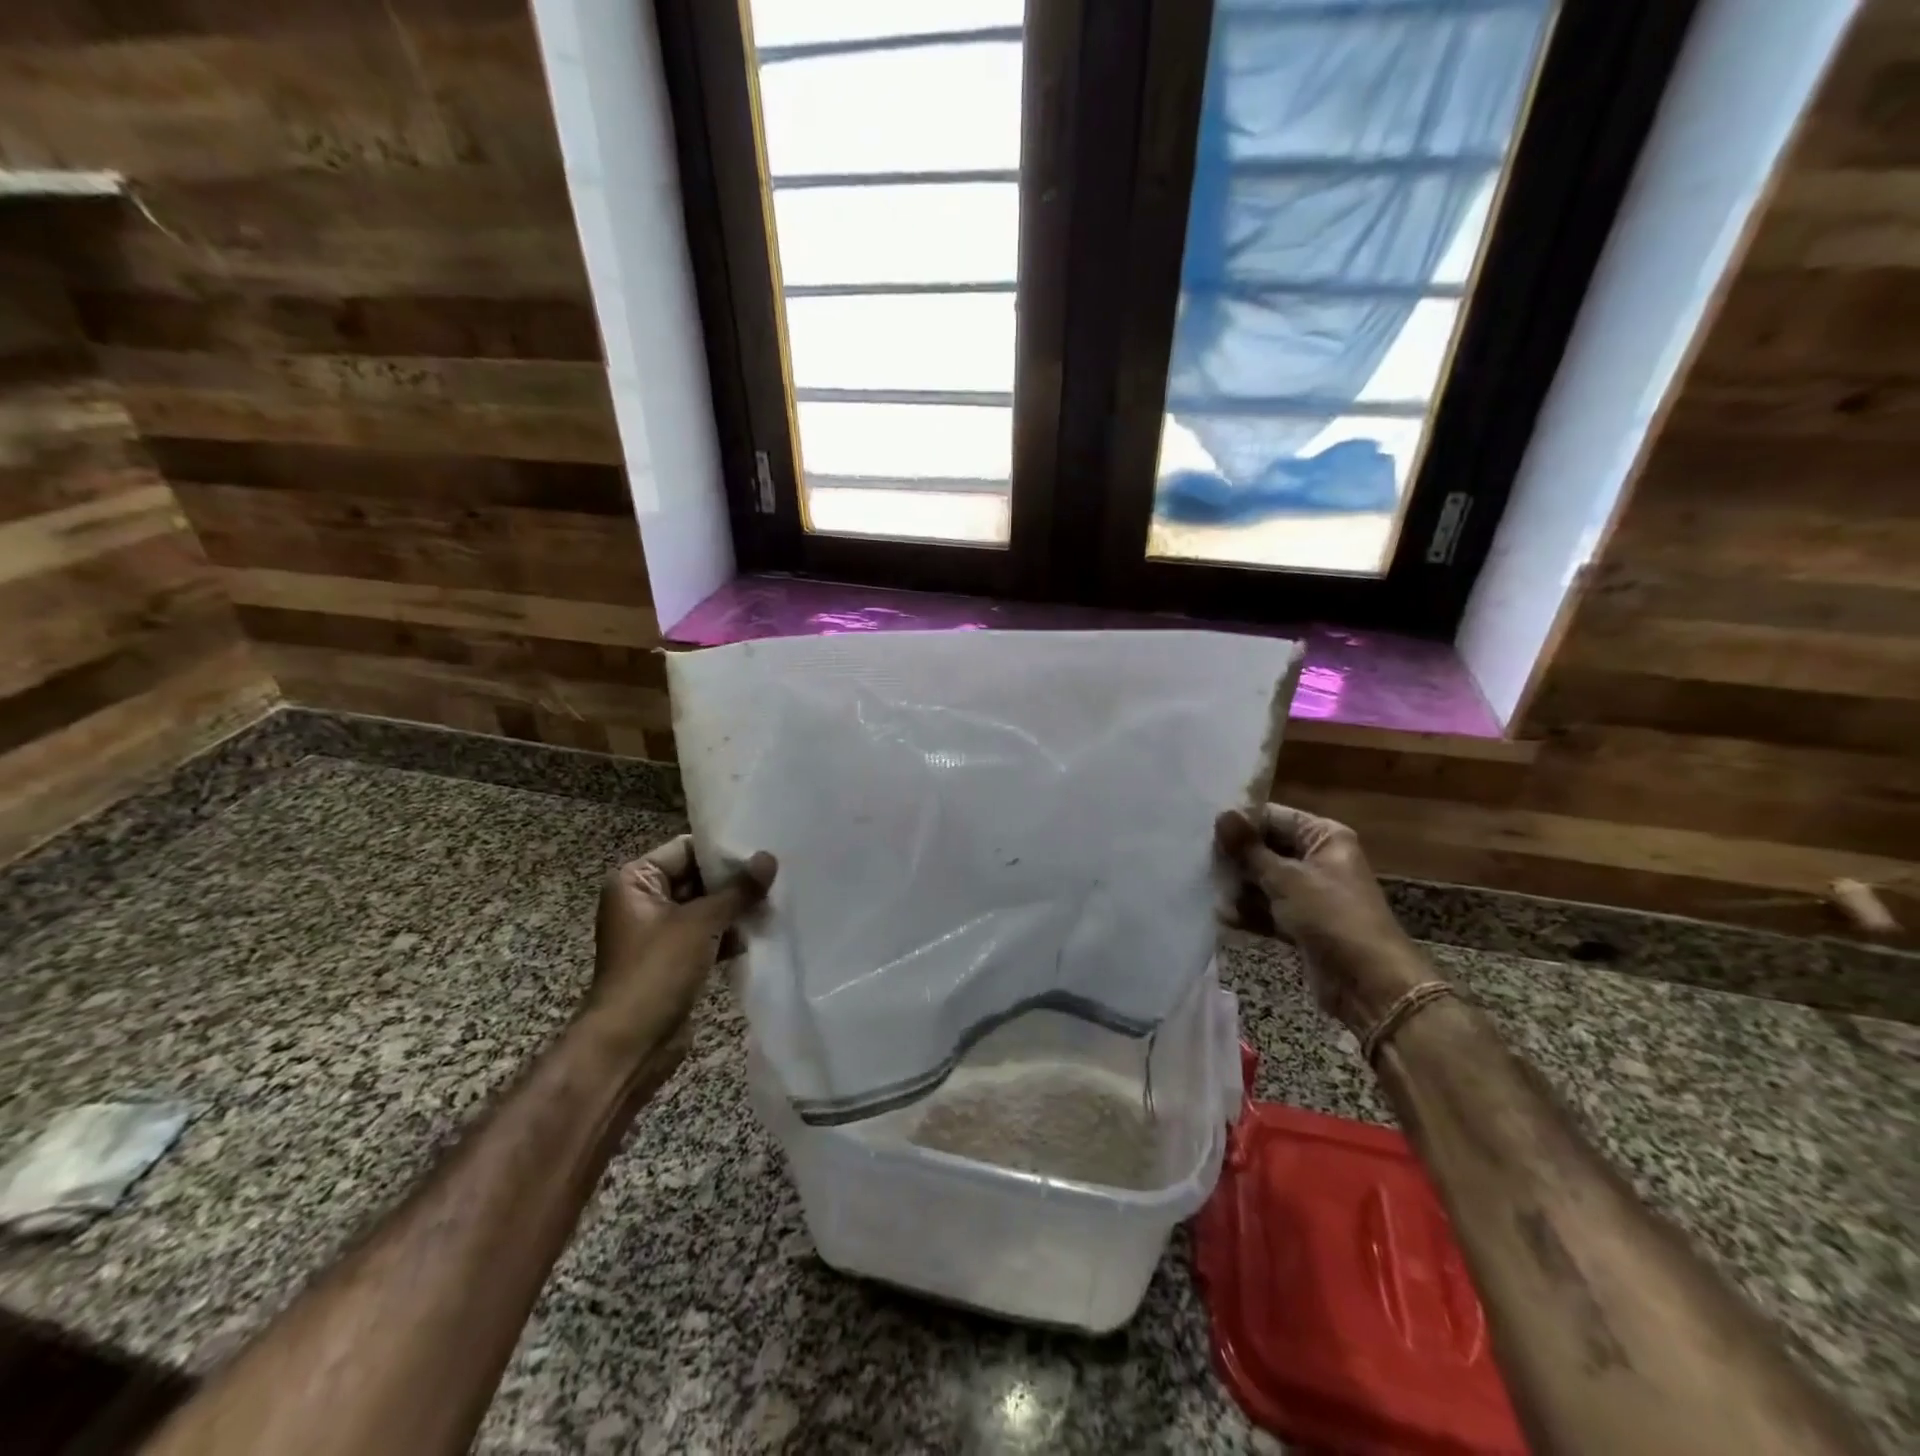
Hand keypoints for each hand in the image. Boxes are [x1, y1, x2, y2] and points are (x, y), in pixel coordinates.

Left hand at [585, 835, 776, 1075]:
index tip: (762, 849)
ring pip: (705, 909)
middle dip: (734, 882)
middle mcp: (643, 901)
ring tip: (777, 901)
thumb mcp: (701, 923)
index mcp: (635, 881)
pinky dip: (730, 934)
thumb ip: (738, 890)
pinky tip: (762, 932)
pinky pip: (707, 936)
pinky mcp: (673, 960)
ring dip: (736, 909)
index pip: (686, 849)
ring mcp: (658, 933)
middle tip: (777, 875)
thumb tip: (769, 858)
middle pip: (697, 878)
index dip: (722, 851)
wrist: (630, 1044)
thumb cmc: (657, 971)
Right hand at [1215, 805, 1431, 1033]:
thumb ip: (1249, 849)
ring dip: (1239, 889)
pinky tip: (1224, 917)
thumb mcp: (1286, 878)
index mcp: (1324, 837)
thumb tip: (1222, 814)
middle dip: (1236, 859)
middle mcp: (1317, 860)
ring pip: (1263, 881)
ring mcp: (1309, 894)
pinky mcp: (1301, 924)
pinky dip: (1249, 912)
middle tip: (1200, 862)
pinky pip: (1268, 909)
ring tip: (1212, 894)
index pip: (1274, 817)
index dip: (1241, 823)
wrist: (1369, 984)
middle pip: (1266, 849)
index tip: (1205, 830)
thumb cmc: (1331, 917)